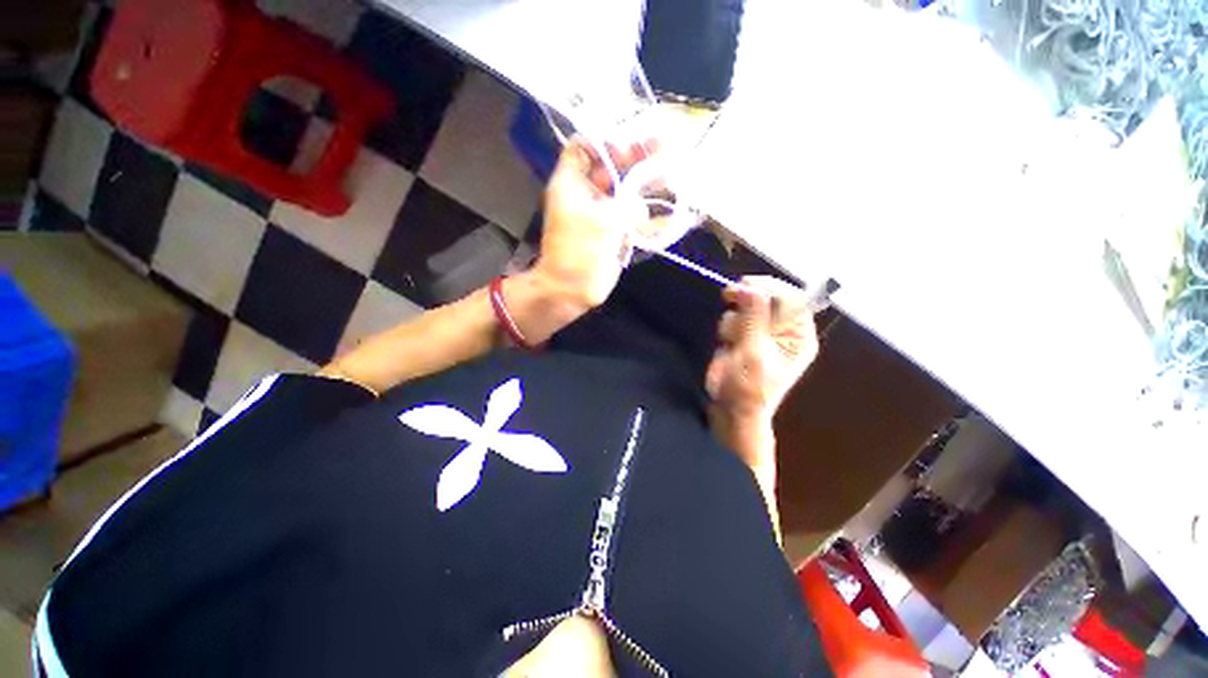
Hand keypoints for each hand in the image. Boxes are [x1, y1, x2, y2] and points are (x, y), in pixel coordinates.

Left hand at [533, 138, 659, 308]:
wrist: (572, 289)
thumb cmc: (579, 251)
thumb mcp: (603, 222)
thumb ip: (628, 206)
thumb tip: (642, 210)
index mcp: (571, 184)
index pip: (583, 149)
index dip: (604, 143)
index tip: (627, 148)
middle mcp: (586, 195)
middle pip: (610, 168)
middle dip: (634, 158)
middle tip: (663, 149)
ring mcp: (600, 215)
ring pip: (624, 191)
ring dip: (645, 183)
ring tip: (671, 174)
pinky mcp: (612, 233)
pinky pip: (631, 216)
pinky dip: (647, 213)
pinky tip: (668, 210)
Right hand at [706, 276, 819, 425]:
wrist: (731, 410)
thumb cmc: (749, 387)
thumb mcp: (754, 352)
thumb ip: (753, 319)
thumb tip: (749, 288)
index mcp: (798, 335)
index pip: (791, 298)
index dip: (769, 288)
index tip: (744, 284)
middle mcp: (782, 330)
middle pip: (768, 298)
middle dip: (748, 301)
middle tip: (728, 295)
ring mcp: (761, 333)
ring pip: (747, 308)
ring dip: (735, 320)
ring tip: (731, 341)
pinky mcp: (743, 337)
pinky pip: (734, 318)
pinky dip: (728, 327)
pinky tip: (727, 343)